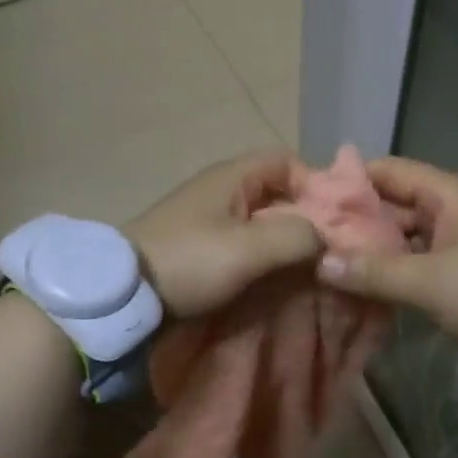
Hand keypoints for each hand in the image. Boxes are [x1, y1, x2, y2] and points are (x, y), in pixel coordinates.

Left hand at [125, 150, 322, 318]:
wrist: (123, 295)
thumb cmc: (189, 261)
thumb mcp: (250, 248)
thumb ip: (298, 236)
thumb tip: (327, 238)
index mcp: (233, 175)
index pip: (288, 161)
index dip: (316, 185)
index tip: (334, 221)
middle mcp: (222, 188)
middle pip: (278, 192)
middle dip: (306, 218)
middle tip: (328, 250)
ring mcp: (209, 217)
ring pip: (263, 220)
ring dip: (286, 241)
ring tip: (308, 269)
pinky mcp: (201, 245)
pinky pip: (245, 241)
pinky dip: (265, 255)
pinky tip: (277, 278)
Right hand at [315, 156, 457, 349]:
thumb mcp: (427, 282)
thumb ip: (372, 272)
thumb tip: (320, 264)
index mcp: (447, 193)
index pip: (388, 171)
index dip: (349, 181)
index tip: (310, 200)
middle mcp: (452, 207)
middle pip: (394, 203)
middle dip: (355, 220)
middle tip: (311, 237)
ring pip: (404, 233)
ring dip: (373, 247)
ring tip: (328, 260)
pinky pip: (418, 257)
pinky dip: (394, 267)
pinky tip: (363, 282)